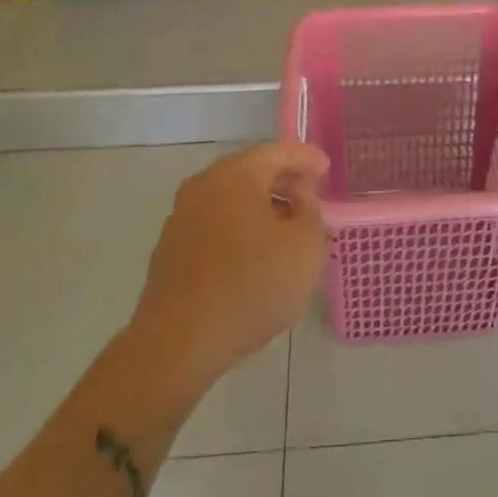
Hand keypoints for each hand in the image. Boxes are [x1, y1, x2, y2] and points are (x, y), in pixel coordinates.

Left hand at [129, 141, 329, 398]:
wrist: (178, 345)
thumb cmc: (252, 285)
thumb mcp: (305, 245)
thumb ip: (310, 208)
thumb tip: (297, 194)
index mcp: (235, 174)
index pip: (277, 151)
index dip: (306, 157)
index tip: (326, 168)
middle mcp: (203, 186)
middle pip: (250, 171)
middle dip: (281, 180)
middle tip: (308, 195)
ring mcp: (181, 218)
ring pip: (230, 199)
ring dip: (259, 206)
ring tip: (285, 228)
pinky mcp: (170, 251)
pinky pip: (214, 225)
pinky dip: (238, 229)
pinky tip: (253, 255)